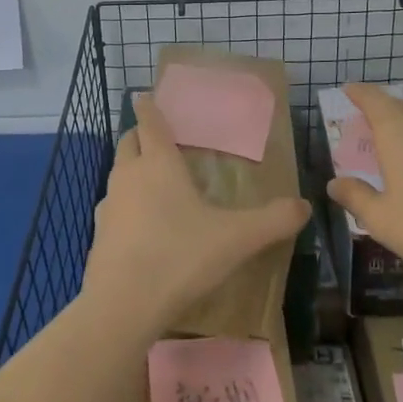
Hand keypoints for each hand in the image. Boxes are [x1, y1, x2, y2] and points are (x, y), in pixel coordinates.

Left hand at [82, 94, 309, 329]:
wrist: (122, 305)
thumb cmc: (180, 257)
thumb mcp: (235, 239)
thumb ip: (272, 221)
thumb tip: (304, 205)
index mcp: (159, 163)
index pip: (150, 122)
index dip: (149, 107)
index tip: (146, 96)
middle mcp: (129, 175)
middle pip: (128, 142)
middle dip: (140, 135)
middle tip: (157, 139)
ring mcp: (109, 204)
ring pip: (118, 173)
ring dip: (131, 169)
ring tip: (153, 181)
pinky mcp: (98, 233)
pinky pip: (112, 206)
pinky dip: (124, 205)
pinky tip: (141, 225)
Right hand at [326, 83, 402, 288]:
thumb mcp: (383, 220)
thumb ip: (356, 198)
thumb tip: (334, 183)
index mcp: (396, 130)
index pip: (371, 97)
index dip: (357, 92)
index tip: (346, 91)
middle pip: (398, 106)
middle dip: (380, 112)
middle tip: (366, 128)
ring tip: (397, 151)